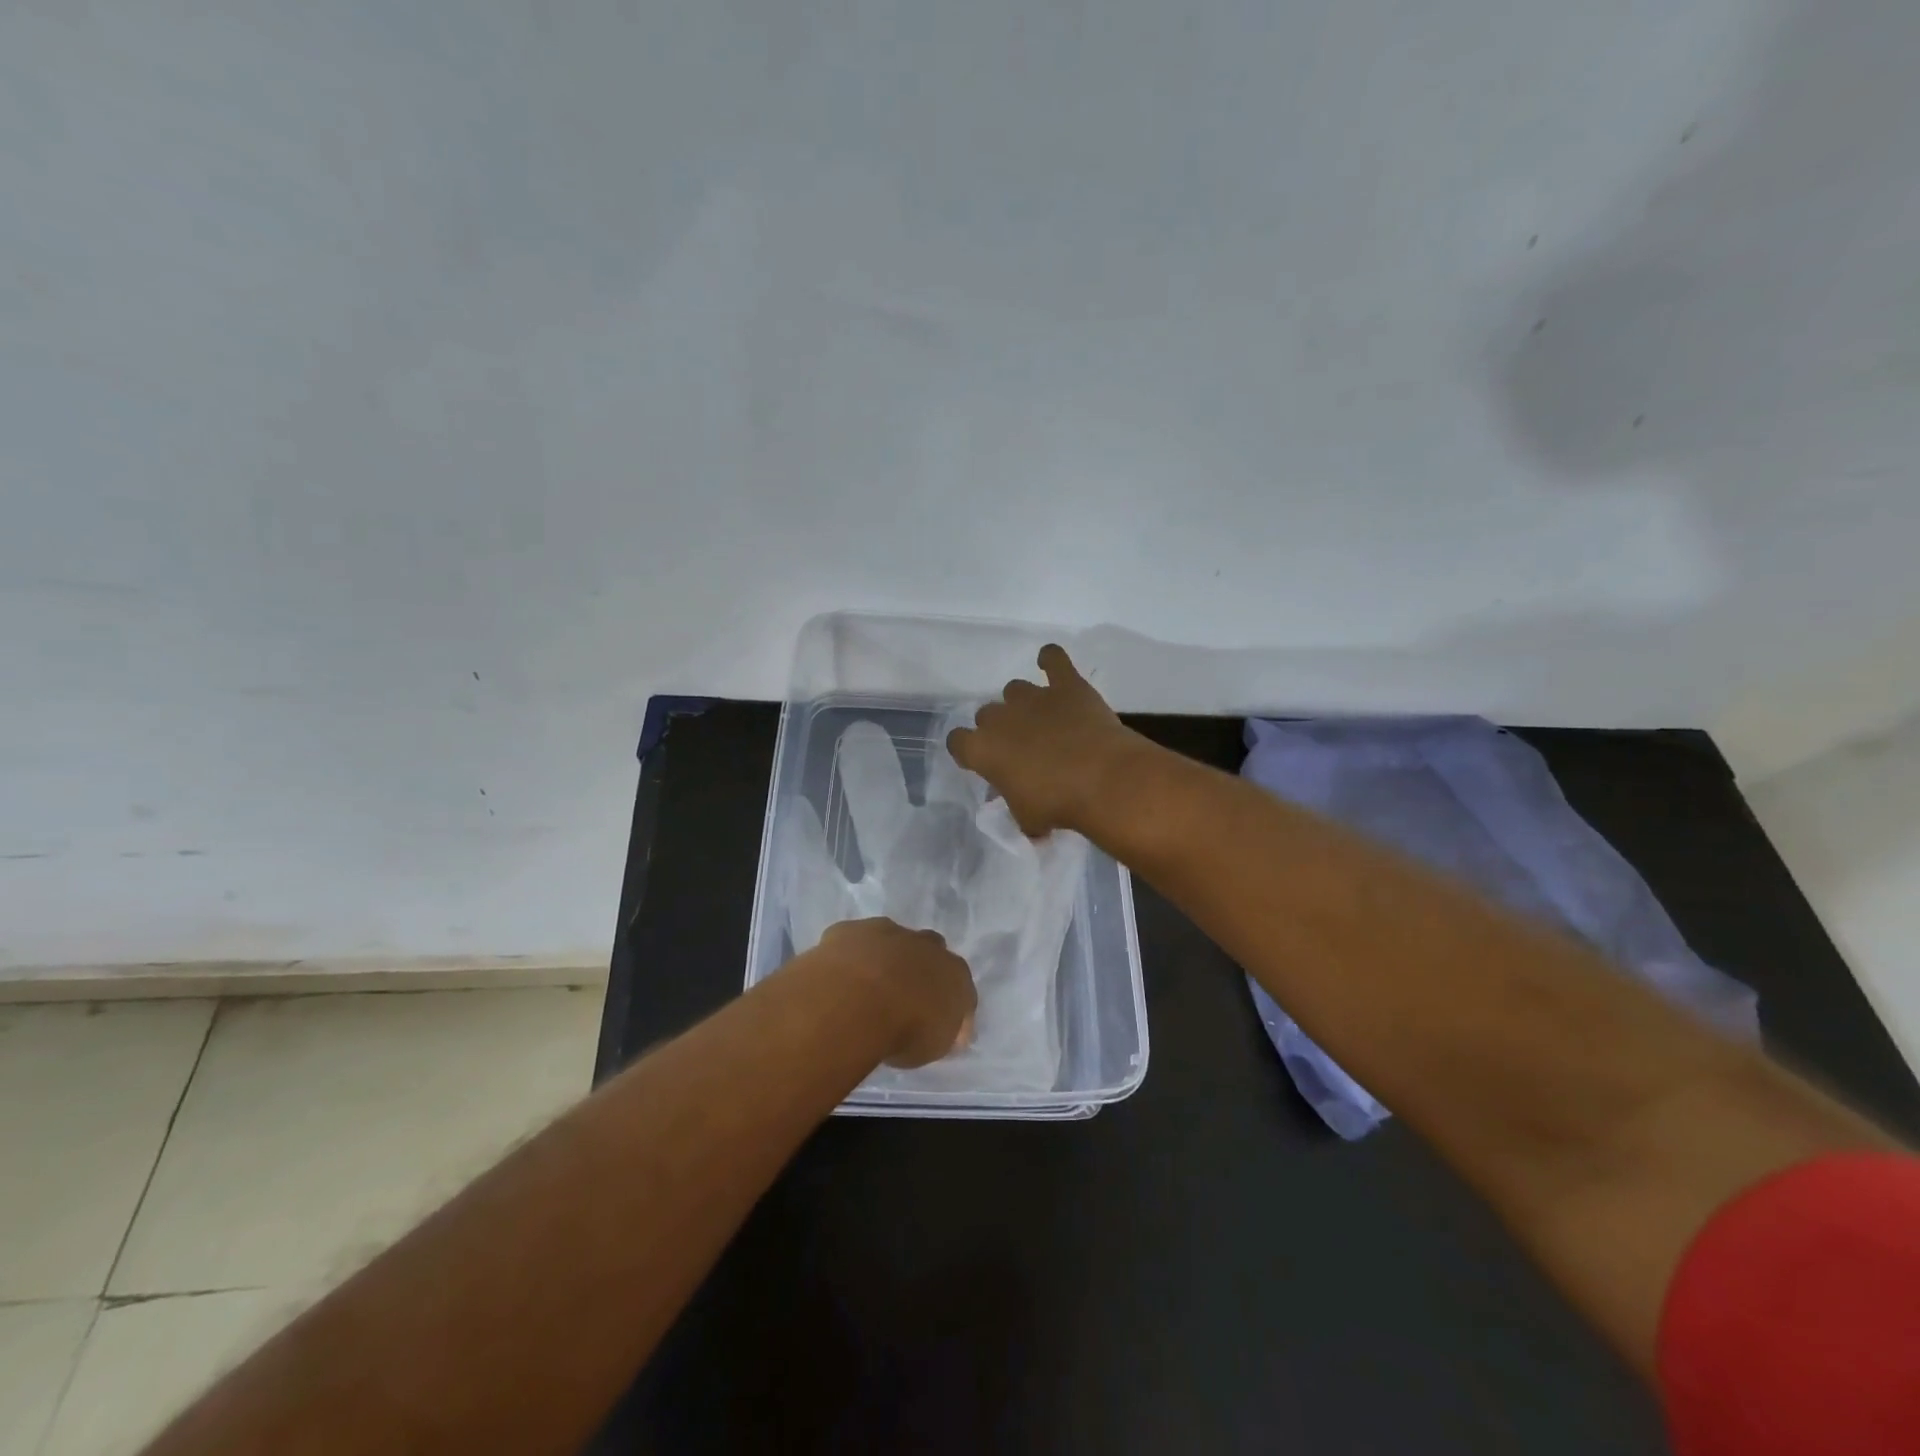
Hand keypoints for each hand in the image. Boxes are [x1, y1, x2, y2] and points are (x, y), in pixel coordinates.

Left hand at [816, 918, 976, 1068]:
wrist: (856, 1003)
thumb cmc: (905, 1031)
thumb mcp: (935, 1045)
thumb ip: (942, 1030)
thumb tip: (945, 1029)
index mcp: (954, 971)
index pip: (959, 984)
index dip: (946, 1002)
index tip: (933, 1022)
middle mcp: (925, 944)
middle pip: (928, 950)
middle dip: (917, 968)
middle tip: (900, 998)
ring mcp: (885, 932)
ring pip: (889, 939)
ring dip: (882, 958)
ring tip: (865, 989)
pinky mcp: (849, 930)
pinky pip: (851, 941)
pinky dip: (847, 956)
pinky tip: (837, 978)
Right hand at [947, 644, 1149, 835]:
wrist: (1102, 780)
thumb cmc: (1057, 805)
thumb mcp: (1027, 818)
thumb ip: (1018, 808)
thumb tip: (1028, 818)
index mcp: (982, 749)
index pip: (957, 741)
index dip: (968, 751)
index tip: (982, 761)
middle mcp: (1001, 717)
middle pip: (987, 714)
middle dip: (1000, 728)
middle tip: (1022, 748)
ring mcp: (1034, 697)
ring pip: (1015, 690)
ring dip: (1023, 703)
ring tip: (1043, 721)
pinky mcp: (1066, 685)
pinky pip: (1054, 659)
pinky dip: (1050, 659)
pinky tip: (1050, 663)